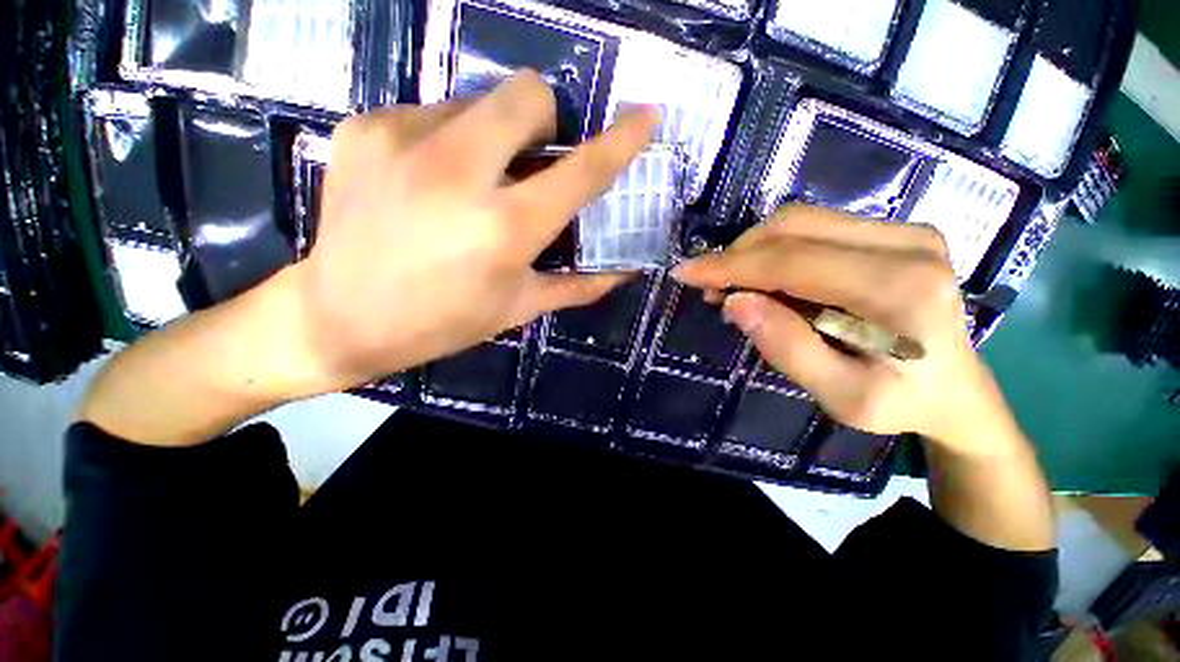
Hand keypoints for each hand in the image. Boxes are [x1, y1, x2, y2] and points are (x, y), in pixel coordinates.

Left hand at [290, 71, 658, 390]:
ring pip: (477, 100)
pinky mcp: (365, 128)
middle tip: (531, 160)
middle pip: (527, 94)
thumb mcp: (518, 307)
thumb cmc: (443, 321)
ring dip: (491, 136)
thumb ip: (578, 284)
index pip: (580, 171)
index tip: (645, 117)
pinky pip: (429, 113)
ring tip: (468, 182)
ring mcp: (404, 140)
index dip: (620, 141)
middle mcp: (458, 172)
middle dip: (544, 121)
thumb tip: (623, 269)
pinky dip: (445, 141)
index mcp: (504, 228)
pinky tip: (425, 183)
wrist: (339, 317)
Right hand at [672, 204, 1018, 456]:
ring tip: (731, 286)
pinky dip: (776, 250)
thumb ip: (788, 348)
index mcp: (899, 289)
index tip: (685, 273)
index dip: (729, 266)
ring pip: (801, 221)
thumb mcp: (842, 396)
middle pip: (794, 227)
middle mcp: (908, 243)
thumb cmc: (900, 403)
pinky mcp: (895, 232)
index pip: (791, 261)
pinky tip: (764, 279)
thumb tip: (735, 302)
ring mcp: (905, 231)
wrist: (956, 391)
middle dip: (737, 255)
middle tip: (709, 287)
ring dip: (754, 251)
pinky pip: (816, 228)